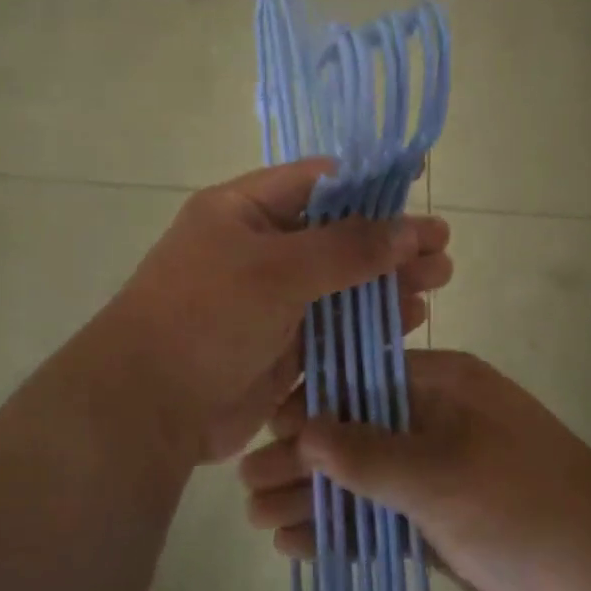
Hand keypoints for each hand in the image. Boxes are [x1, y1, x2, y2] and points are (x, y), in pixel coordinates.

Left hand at [97, 160, 451, 465]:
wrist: (149, 407)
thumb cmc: (207, 316)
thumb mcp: (277, 270)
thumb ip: (347, 248)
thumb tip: (410, 228)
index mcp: (241, 210)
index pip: (314, 183)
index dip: (367, 187)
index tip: (417, 192)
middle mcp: (256, 248)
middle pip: (334, 234)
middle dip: (388, 240)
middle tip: (442, 249)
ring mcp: (268, 299)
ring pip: (339, 281)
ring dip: (386, 281)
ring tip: (438, 281)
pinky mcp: (280, 344)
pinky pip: (332, 323)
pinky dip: (368, 319)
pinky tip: (410, 318)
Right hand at [238, 350, 590, 590]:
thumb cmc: (522, 503)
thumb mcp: (440, 473)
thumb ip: (367, 453)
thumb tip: (300, 428)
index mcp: (441, 384)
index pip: (360, 380)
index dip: (310, 403)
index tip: (265, 432)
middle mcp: (434, 418)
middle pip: (353, 431)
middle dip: (302, 459)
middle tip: (247, 485)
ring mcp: (437, 469)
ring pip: (362, 477)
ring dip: (315, 497)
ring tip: (259, 520)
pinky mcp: (439, 517)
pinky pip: (380, 514)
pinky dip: (344, 528)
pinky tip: (299, 544)